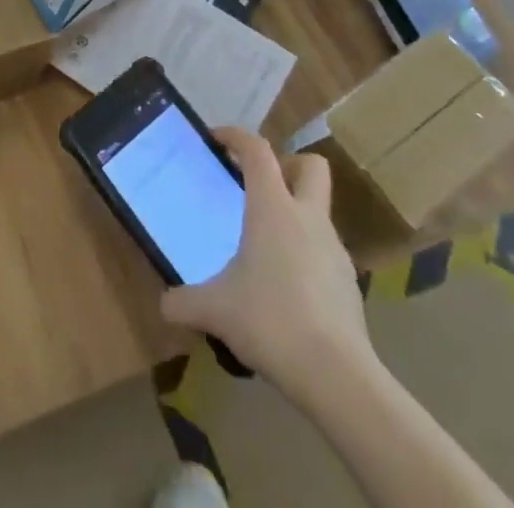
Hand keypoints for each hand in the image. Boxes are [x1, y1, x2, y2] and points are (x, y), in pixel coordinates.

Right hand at [161, 129, 372, 379]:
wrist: (338, 377)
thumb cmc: (271, 321)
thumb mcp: (215, 310)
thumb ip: (184, 302)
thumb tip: (164, 304)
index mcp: (273, 207)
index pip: (257, 150)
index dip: (236, 136)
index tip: (217, 139)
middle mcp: (307, 217)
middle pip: (310, 166)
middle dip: (287, 165)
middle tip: (259, 186)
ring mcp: (334, 250)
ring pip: (319, 212)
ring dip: (296, 216)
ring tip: (266, 247)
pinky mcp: (349, 285)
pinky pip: (325, 253)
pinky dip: (307, 256)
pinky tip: (287, 289)